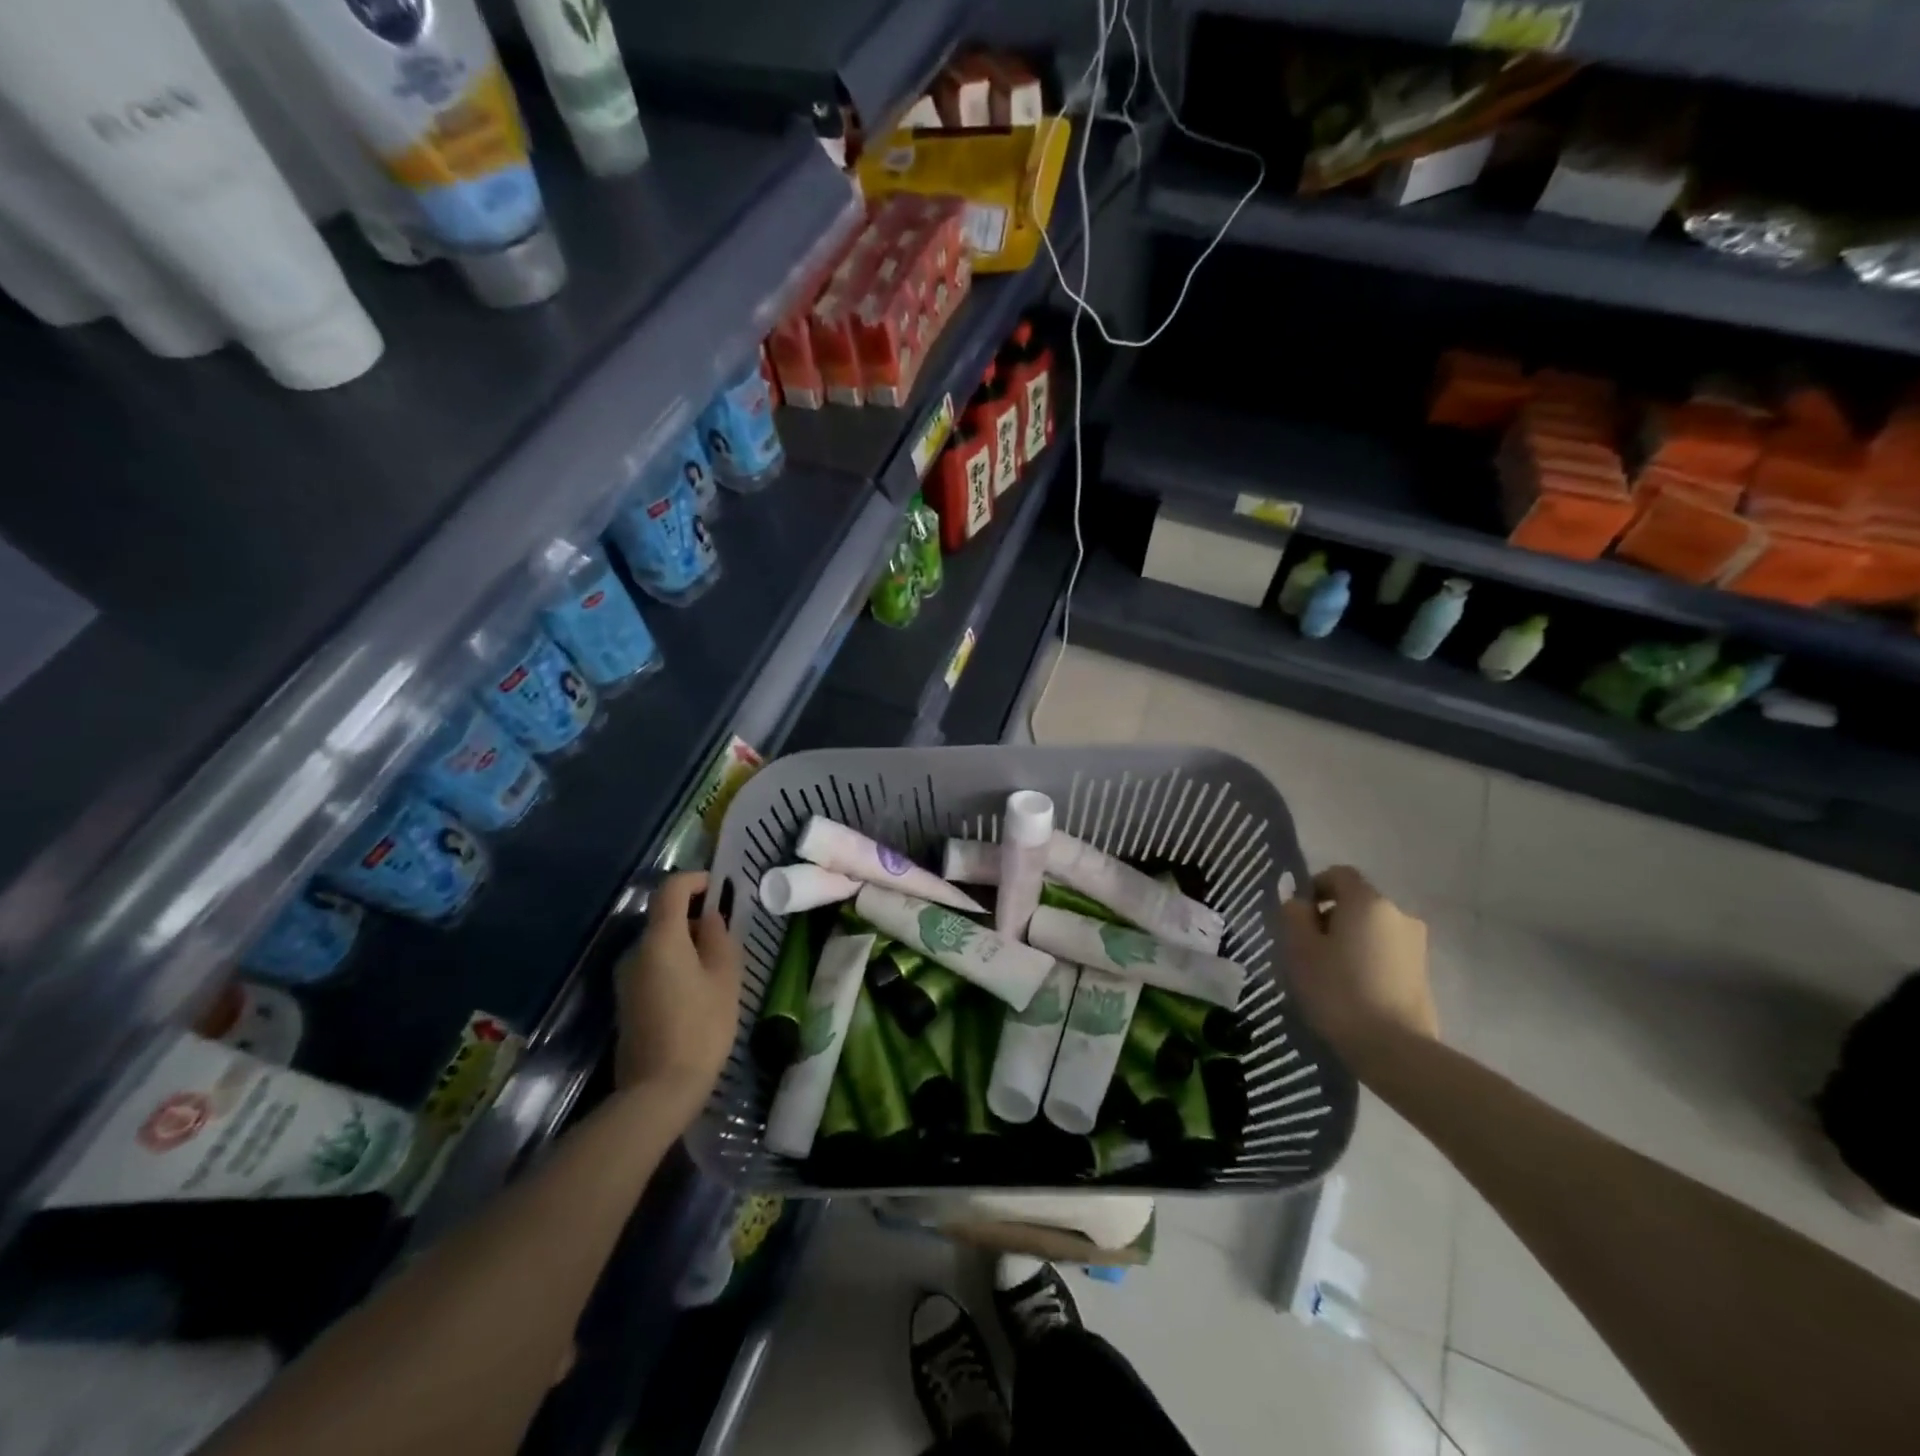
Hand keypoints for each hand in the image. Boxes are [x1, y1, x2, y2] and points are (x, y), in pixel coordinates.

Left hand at [613, 873, 741, 1117]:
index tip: (721, 889)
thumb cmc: (701, 1027)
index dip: (696, 880)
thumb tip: (710, 916)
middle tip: (728, 936)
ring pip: (660, 945)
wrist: (657, 1091)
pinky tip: (698, 991)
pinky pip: (653, 967)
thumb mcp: (724, 977)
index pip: (672, 889)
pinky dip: (676, 966)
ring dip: (687, 945)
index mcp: (661, 939)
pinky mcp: (626, 1002)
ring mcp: (626, 978)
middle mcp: (636, 951)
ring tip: (718, 967)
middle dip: (696, 917)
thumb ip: (718, 938)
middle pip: (664, 917)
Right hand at [1282, 866, 1436, 1073]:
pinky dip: (1366, 961)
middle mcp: (1399, 914)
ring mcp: (1416, 945)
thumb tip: (1299, 901)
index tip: (1297, 918)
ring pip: (1371, 930)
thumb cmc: (1337, 990)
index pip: (1338, 874)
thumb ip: (1293, 914)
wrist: (1394, 1049)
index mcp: (1368, 901)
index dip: (1314, 888)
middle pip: (1356, 903)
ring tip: (1329, 974)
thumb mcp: (1298, 948)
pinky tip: (1352, 991)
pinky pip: (1385, 954)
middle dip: (1330, 918)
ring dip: (1349, 941)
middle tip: (1308, 950)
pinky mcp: (1423, 974)